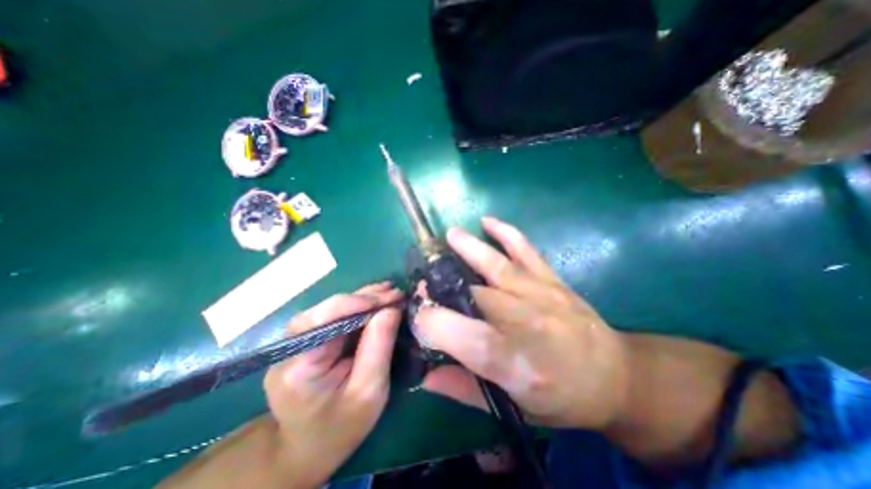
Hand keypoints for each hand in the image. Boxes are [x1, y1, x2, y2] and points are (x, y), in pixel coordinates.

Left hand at [264, 282, 403, 485]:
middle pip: (328, 309)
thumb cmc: (342, 426)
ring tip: (389, 292)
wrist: (310, 447)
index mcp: (299, 367)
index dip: (359, 303)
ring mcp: (295, 343)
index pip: (325, 319)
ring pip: (331, 309)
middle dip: (365, 298)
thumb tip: (391, 308)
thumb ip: (379, 347)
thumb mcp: (369, 391)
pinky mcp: (306, 341)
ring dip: (363, 299)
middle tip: (395, 293)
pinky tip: (375, 301)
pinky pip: (333, 317)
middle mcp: (290, 348)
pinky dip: (357, 307)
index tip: (392, 298)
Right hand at [412, 216, 626, 427]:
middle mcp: (524, 321)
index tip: (420, 316)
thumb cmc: (561, 397)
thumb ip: (464, 388)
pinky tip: (488, 222)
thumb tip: (425, 375)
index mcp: (511, 360)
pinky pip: (526, 250)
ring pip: (496, 266)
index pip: (458, 333)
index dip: (430, 321)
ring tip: (449, 235)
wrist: (616, 376)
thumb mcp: (513, 406)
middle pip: (472, 295)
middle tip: (426, 283)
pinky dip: (506, 233)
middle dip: (442, 285)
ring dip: (468, 248)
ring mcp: (540, 294)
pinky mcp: (552, 279)